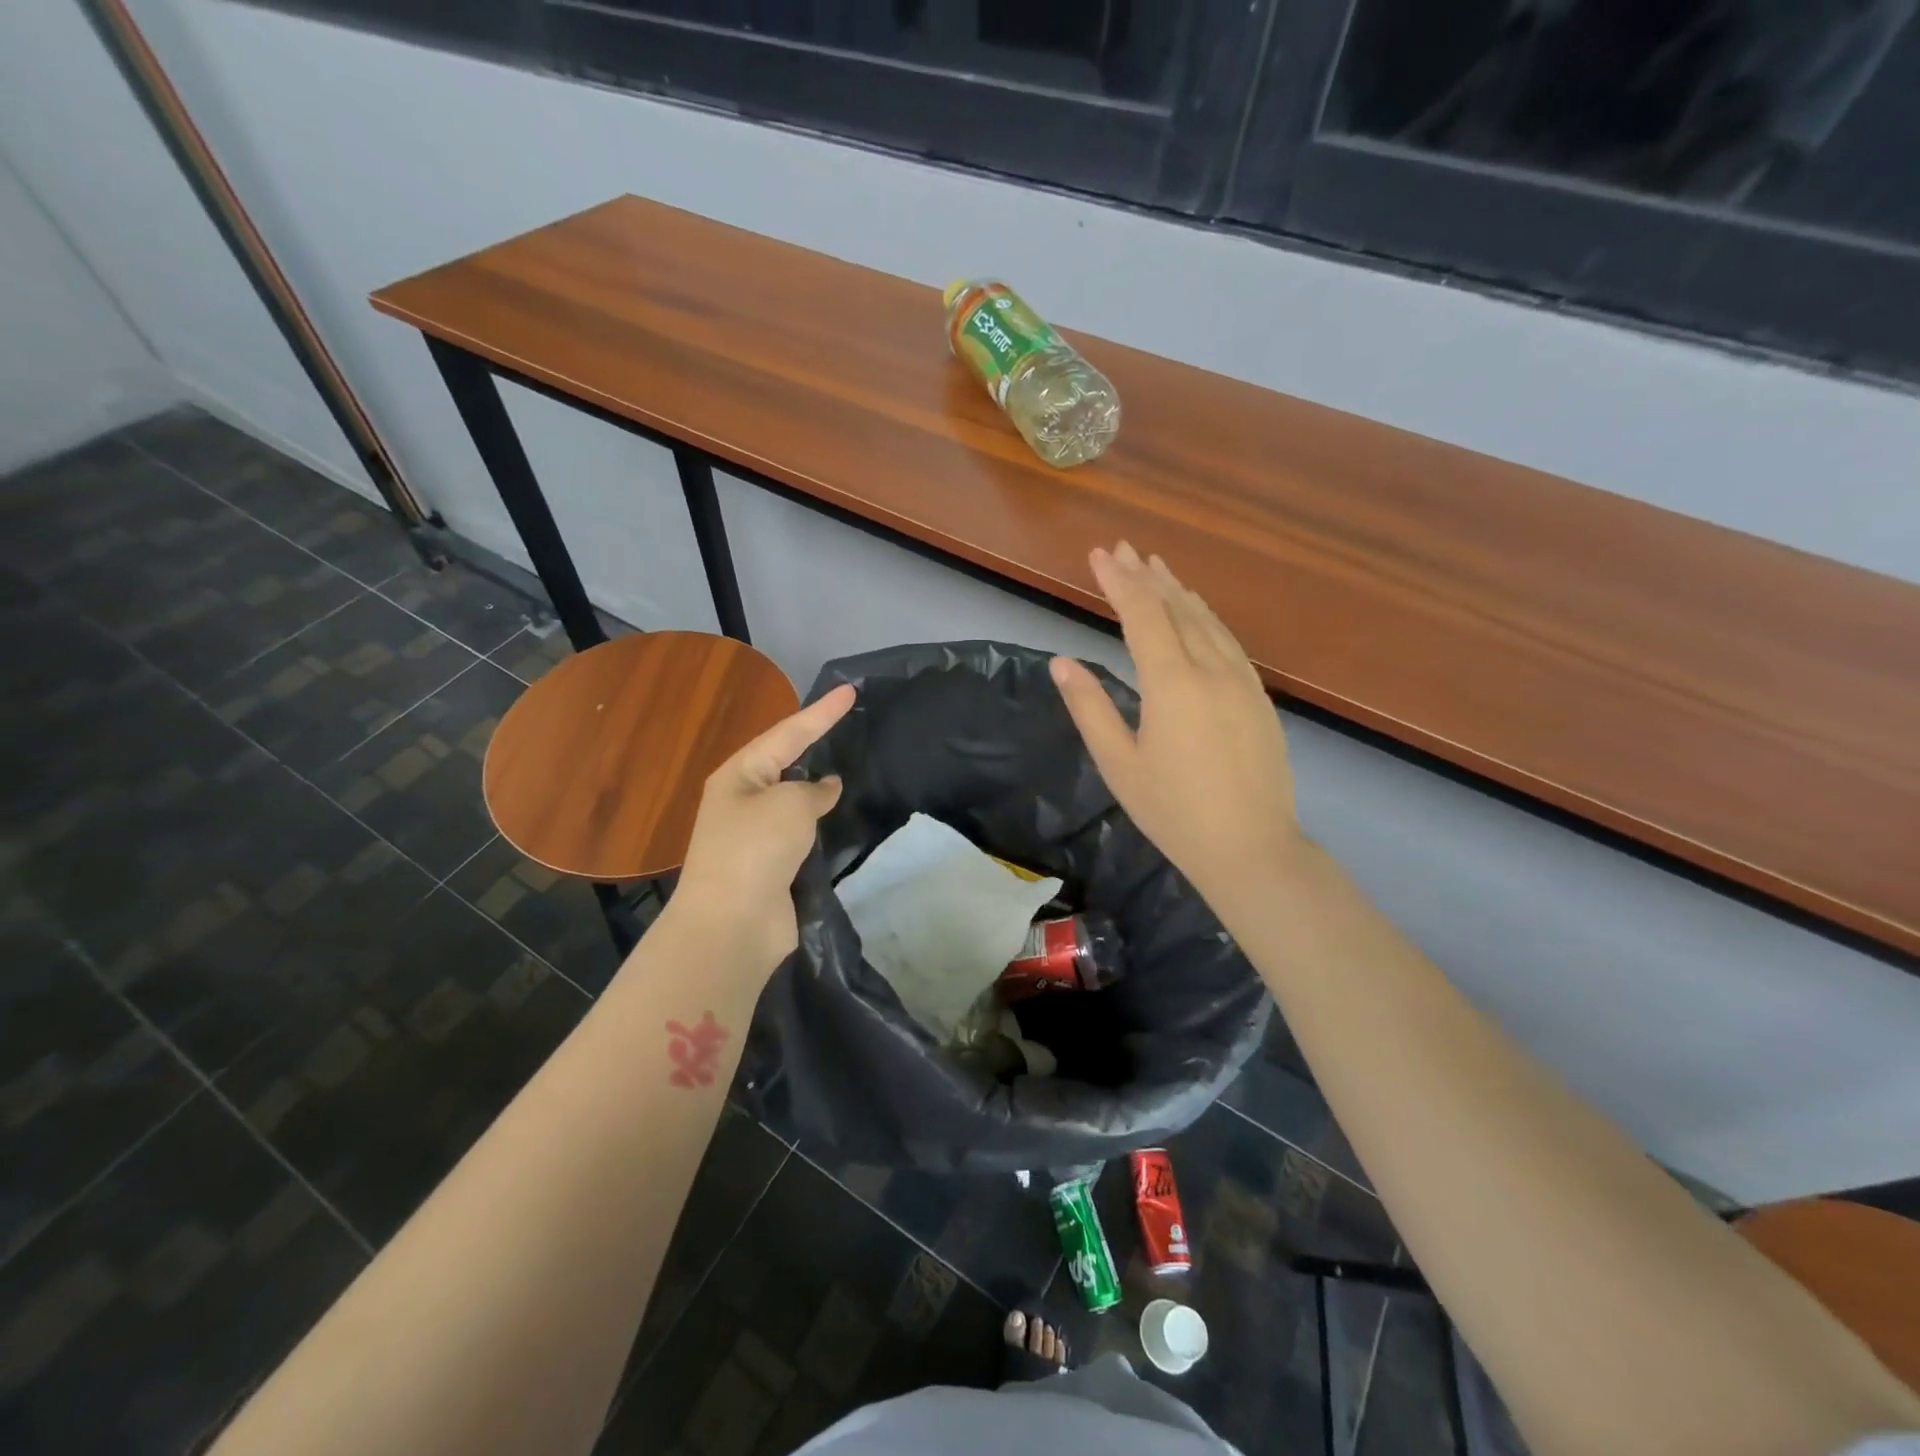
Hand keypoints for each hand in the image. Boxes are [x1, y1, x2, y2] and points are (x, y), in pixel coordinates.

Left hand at [666, 683, 855, 974]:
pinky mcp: (771, 866)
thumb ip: (813, 790)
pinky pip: (800, 833)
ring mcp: (755, 835)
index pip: (788, 733)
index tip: (850, 691)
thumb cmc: (755, 850)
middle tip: (848, 725)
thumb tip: (825, 788)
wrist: (732, 925)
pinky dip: (820, 823)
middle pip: (785, 762)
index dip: (822, 712)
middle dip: (814, 743)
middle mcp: (743, 800)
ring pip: (794, 800)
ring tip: (851, 768)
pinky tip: (840, 818)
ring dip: (818, 787)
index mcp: (739, 775)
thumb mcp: (790, 805)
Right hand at [1051, 542, 1307, 908]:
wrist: (1251, 847)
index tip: (1100, 554)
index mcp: (1172, 682)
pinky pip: (1228, 641)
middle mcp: (1211, 668)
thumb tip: (1062, 662)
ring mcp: (1241, 681)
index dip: (1120, 581)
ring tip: (1159, 569)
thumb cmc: (1173, 811)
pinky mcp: (1259, 697)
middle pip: (1176, 608)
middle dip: (1147, 577)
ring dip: (1179, 592)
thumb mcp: (1119, 763)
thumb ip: (1090, 707)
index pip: (1143, 615)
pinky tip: (1199, 615)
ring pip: (1207, 621)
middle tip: (1125, 549)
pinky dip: (1206, 618)